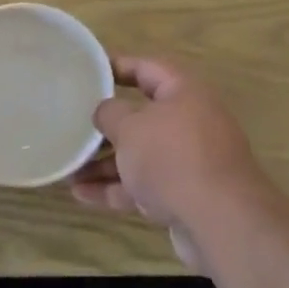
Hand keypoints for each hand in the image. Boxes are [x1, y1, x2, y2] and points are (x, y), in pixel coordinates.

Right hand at [71, 57, 270, 271]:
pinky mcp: (185, 194)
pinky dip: (116, 187)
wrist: (220, 220)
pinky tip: (81, 194)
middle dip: (106, 125)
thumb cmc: (171, 157)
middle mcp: (190, 120)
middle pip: (141, 115)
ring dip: (105, 161)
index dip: (116, 66)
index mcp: (184, 91)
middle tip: (73, 124)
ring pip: (140, 154)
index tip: (87, 71)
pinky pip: (144, 184)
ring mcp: (189, 159)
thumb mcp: (130, 127)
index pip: (146, 68)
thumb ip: (110, 113)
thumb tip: (105, 110)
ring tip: (68, 168)